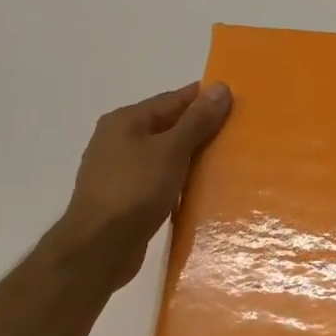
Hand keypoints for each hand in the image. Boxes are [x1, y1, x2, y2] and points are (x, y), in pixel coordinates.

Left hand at [57, 82, 232, 284]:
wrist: (99, 248)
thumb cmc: (135, 190)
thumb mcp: (171, 150)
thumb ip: (197, 120)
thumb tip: (221, 87)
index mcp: (125, 120)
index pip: (172, 100)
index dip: (203, 99)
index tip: (236, 102)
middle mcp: (117, 140)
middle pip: (166, 127)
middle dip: (198, 129)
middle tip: (236, 134)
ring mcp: (117, 171)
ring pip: (162, 155)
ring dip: (188, 158)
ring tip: (223, 163)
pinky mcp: (122, 199)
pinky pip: (156, 181)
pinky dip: (176, 181)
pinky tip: (196, 191)